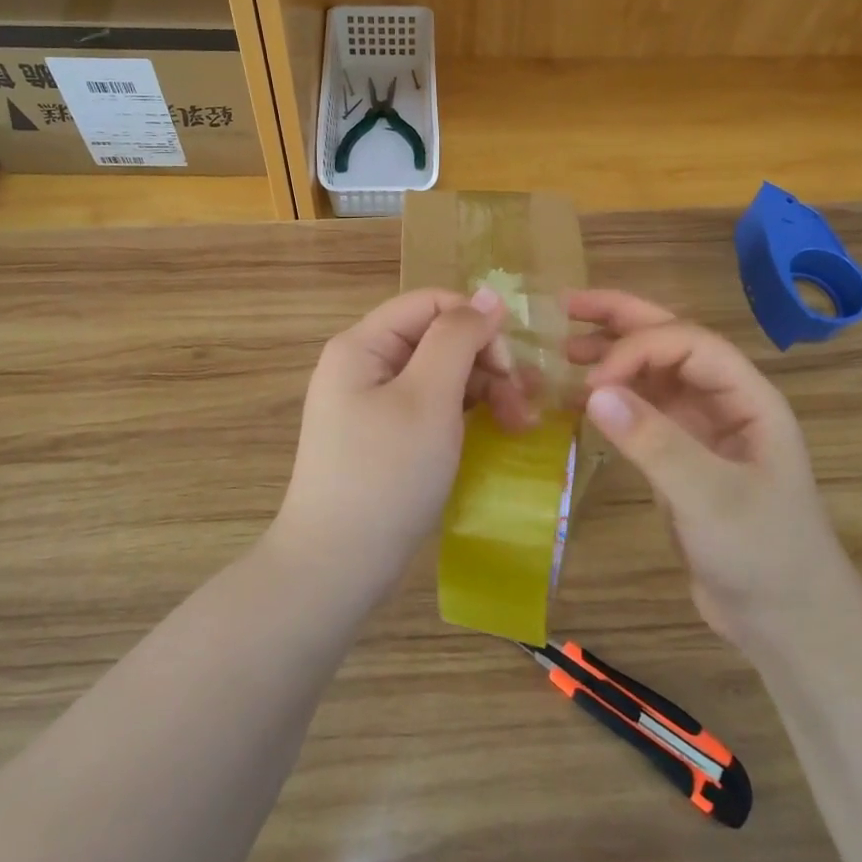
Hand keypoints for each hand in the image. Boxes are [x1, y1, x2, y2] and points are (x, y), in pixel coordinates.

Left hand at [267, 288, 531, 605]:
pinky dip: (464, 416)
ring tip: (519, 426)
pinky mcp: (384, 436)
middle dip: (486, 364)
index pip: (431, 304)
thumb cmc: (385, 475)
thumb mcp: (429, 398)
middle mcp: (364, 365)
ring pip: (440, 374)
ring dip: (484, 391)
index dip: (476, 324)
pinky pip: (431, 407)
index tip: (510, 366)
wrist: (337, 566)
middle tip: (524, 406)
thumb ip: (457, 338)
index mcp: (363, 345)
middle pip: (437, 339)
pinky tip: (495, 434)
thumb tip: (488, 295)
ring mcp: (372, 403)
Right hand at [567, 290, 849, 643]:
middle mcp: (723, 400)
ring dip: (612, 354)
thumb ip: (655, 442)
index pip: (687, 343)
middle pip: (670, 341)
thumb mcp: (711, 498)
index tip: (592, 380)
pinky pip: (642, 410)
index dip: (636, 348)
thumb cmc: (763, 553)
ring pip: (652, 373)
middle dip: (620, 319)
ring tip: (565, 348)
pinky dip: (611, 398)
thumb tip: (592, 391)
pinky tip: (579, 400)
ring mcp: (701, 428)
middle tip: (566, 306)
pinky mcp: (680, 456)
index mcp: (747, 396)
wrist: (786, 621)